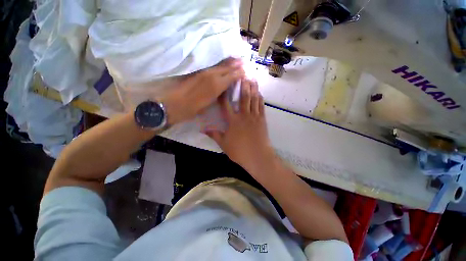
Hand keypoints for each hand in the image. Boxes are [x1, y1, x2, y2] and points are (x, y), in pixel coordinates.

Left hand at [162, 58, 244, 124]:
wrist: (174, 104)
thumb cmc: (193, 109)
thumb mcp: (209, 104)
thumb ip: (218, 94)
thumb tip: (223, 89)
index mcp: (216, 85)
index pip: (231, 76)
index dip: (239, 73)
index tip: (245, 71)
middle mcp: (212, 75)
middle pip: (226, 67)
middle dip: (235, 64)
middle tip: (243, 61)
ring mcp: (204, 72)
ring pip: (219, 65)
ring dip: (228, 62)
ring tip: (235, 59)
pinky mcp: (197, 72)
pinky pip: (212, 66)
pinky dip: (219, 64)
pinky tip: (222, 64)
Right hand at [205, 79, 274, 171]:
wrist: (258, 156)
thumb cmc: (240, 151)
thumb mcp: (224, 144)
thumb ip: (214, 135)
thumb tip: (203, 129)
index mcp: (233, 121)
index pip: (226, 105)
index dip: (223, 94)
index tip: (222, 86)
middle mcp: (244, 115)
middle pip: (243, 97)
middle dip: (243, 85)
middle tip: (243, 74)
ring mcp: (254, 117)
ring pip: (253, 99)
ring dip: (253, 88)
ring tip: (252, 79)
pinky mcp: (262, 120)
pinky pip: (261, 106)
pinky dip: (260, 99)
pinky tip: (260, 93)